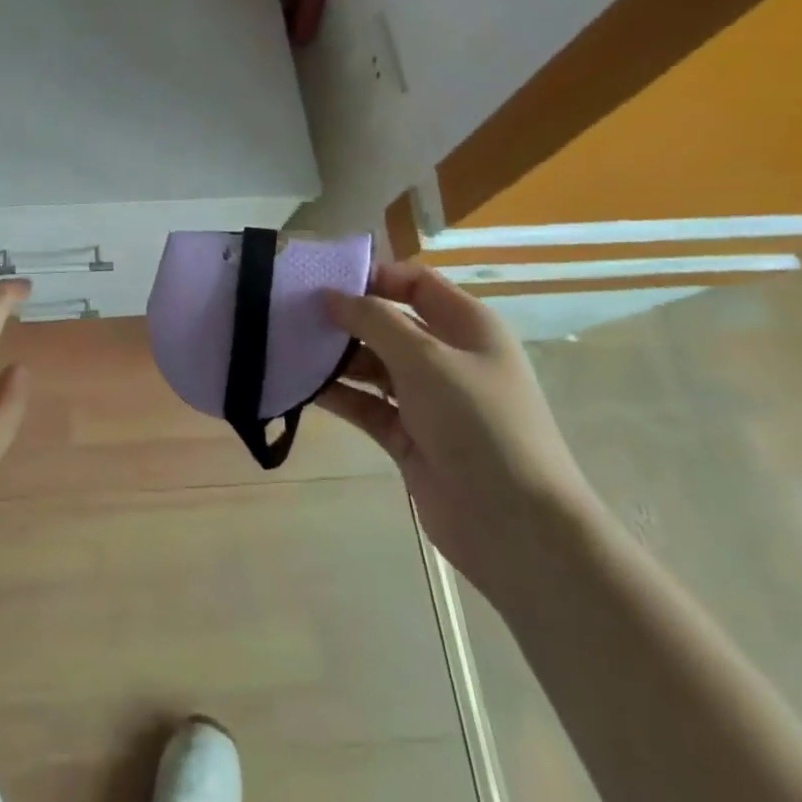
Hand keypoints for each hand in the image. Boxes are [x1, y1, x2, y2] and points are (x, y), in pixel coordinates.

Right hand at [322, 262, 599, 595]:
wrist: (514, 524)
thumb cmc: (478, 423)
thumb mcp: (425, 359)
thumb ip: (374, 321)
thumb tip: (330, 296)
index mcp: (467, 327)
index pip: (415, 283)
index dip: (373, 277)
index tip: (323, 280)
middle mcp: (446, 357)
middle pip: (388, 323)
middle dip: (344, 317)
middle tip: (292, 313)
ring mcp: (426, 398)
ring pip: (372, 364)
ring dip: (335, 357)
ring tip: (287, 346)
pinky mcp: (406, 435)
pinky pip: (364, 403)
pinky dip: (337, 393)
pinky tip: (299, 385)